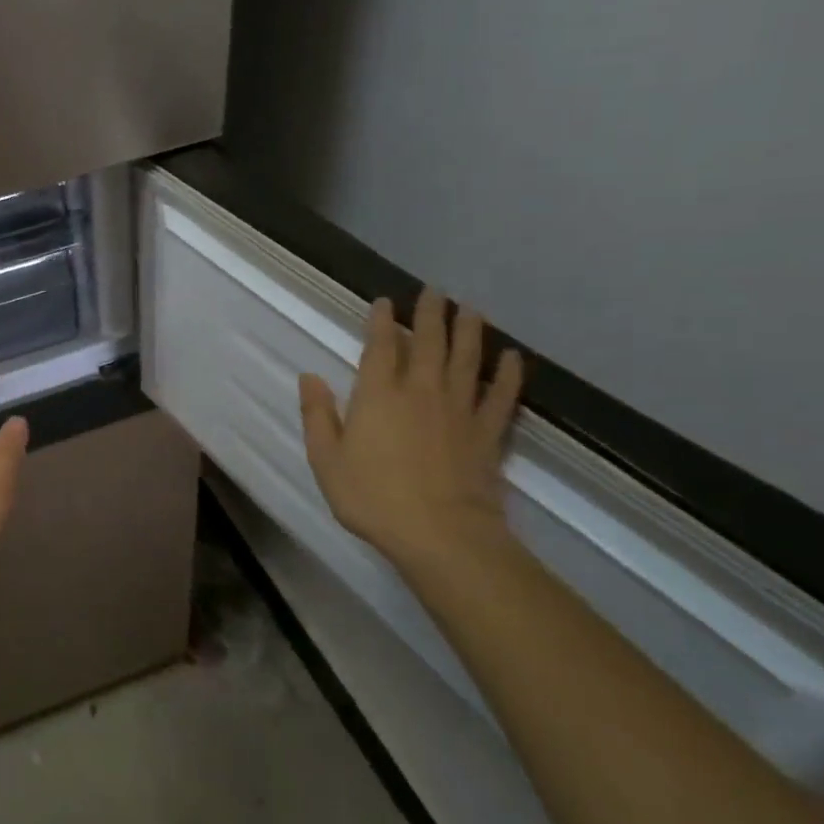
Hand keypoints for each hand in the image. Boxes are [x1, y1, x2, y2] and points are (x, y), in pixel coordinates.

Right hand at [299, 288, 524, 569]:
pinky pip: (501, 395)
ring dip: (468, 330)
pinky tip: (513, 357)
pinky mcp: (487, 431)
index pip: (380, 346)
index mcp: (378, 394)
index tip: (384, 302)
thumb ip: (318, 415)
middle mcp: (420, 390)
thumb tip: (309, 377)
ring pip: (466, 358)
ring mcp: (459, 409)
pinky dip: (509, 374)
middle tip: (433, 290)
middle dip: (429, 313)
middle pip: (427, 342)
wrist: (441, 533)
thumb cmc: (373, 496)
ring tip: (470, 307)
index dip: (381, 321)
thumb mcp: (326, 459)